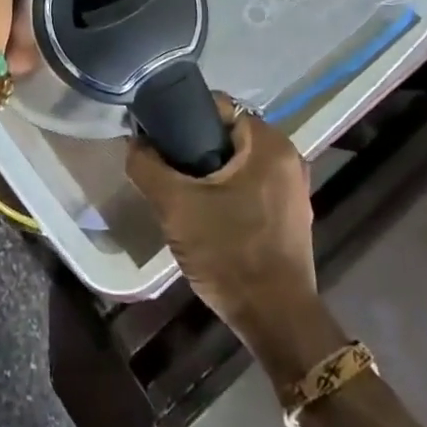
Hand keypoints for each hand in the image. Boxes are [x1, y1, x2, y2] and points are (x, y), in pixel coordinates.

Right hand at [128, 97, 318, 342]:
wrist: (277, 321)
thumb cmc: (230, 252)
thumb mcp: (176, 206)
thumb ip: (148, 166)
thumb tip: (134, 141)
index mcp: (269, 143)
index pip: (218, 105)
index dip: (183, 114)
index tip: (158, 134)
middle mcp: (288, 157)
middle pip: (227, 133)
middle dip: (193, 145)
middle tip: (164, 165)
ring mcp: (293, 188)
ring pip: (238, 162)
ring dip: (208, 170)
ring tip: (178, 188)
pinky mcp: (290, 215)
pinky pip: (250, 184)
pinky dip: (226, 189)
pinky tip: (203, 211)